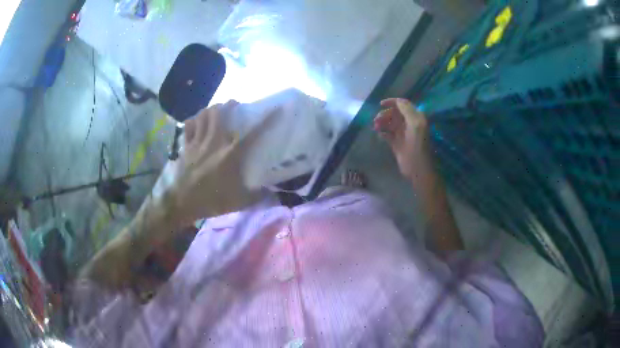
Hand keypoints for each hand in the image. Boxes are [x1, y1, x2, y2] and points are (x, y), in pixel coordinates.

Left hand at [170, 101, 272, 225]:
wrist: (182, 203)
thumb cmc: (212, 201)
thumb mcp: (239, 202)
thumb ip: (259, 196)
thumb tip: (276, 194)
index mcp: (231, 154)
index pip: (254, 132)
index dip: (267, 118)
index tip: (277, 108)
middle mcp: (215, 142)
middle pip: (221, 112)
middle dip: (229, 104)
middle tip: (235, 106)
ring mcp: (198, 142)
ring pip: (204, 115)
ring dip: (212, 109)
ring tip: (217, 110)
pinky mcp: (186, 146)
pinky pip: (189, 125)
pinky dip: (194, 120)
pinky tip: (198, 122)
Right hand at [374, 98, 432, 181]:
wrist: (417, 168)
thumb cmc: (417, 146)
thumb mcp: (415, 125)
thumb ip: (407, 111)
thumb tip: (398, 101)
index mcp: (415, 118)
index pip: (403, 104)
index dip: (392, 102)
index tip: (380, 104)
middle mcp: (409, 124)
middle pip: (394, 113)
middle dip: (385, 114)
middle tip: (377, 120)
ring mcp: (403, 134)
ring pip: (390, 123)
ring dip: (382, 123)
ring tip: (375, 127)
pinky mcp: (397, 144)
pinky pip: (387, 134)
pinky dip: (382, 133)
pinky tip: (379, 135)